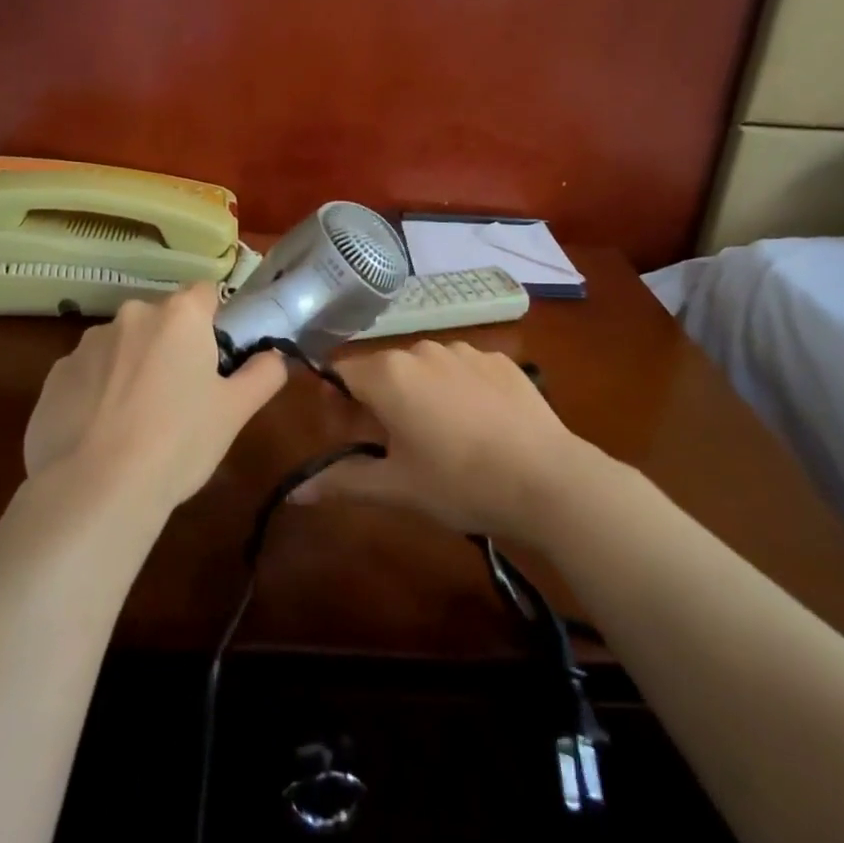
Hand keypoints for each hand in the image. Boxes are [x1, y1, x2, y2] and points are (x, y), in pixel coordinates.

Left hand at [22, 283, 286, 512]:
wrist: (96, 489)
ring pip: (122, 347)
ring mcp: (86, 344)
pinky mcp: (53, 376)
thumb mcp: (235, 412)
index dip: (215, 323)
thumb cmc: (178, 442)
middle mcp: (131, 316)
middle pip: (161, 321)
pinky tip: (102, 434)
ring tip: (136, 423)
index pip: (205, 294)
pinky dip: (97, 393)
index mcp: (179, 316)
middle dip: (171, 348)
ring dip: (132, 368)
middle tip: (181, 398)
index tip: (216, 360)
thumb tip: (274, 356)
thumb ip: (263, 374)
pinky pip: (87, 375)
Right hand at [290, 340, 585, 541]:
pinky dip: (457, 391)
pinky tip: (478, 426)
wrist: (549, 481)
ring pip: (424, 369)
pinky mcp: (500, 361)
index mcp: (389, 374)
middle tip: (391, 445)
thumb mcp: (395, 488)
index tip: (346, 434)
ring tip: (439, 438)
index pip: (340, 373)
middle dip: (376, 401)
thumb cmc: (459, 483)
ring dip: (418, 394)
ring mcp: (465, 351)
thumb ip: (340, 481)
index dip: (335, 403)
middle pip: (382, 370)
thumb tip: (295, 493)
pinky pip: (462, 370)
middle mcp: (422, 349)